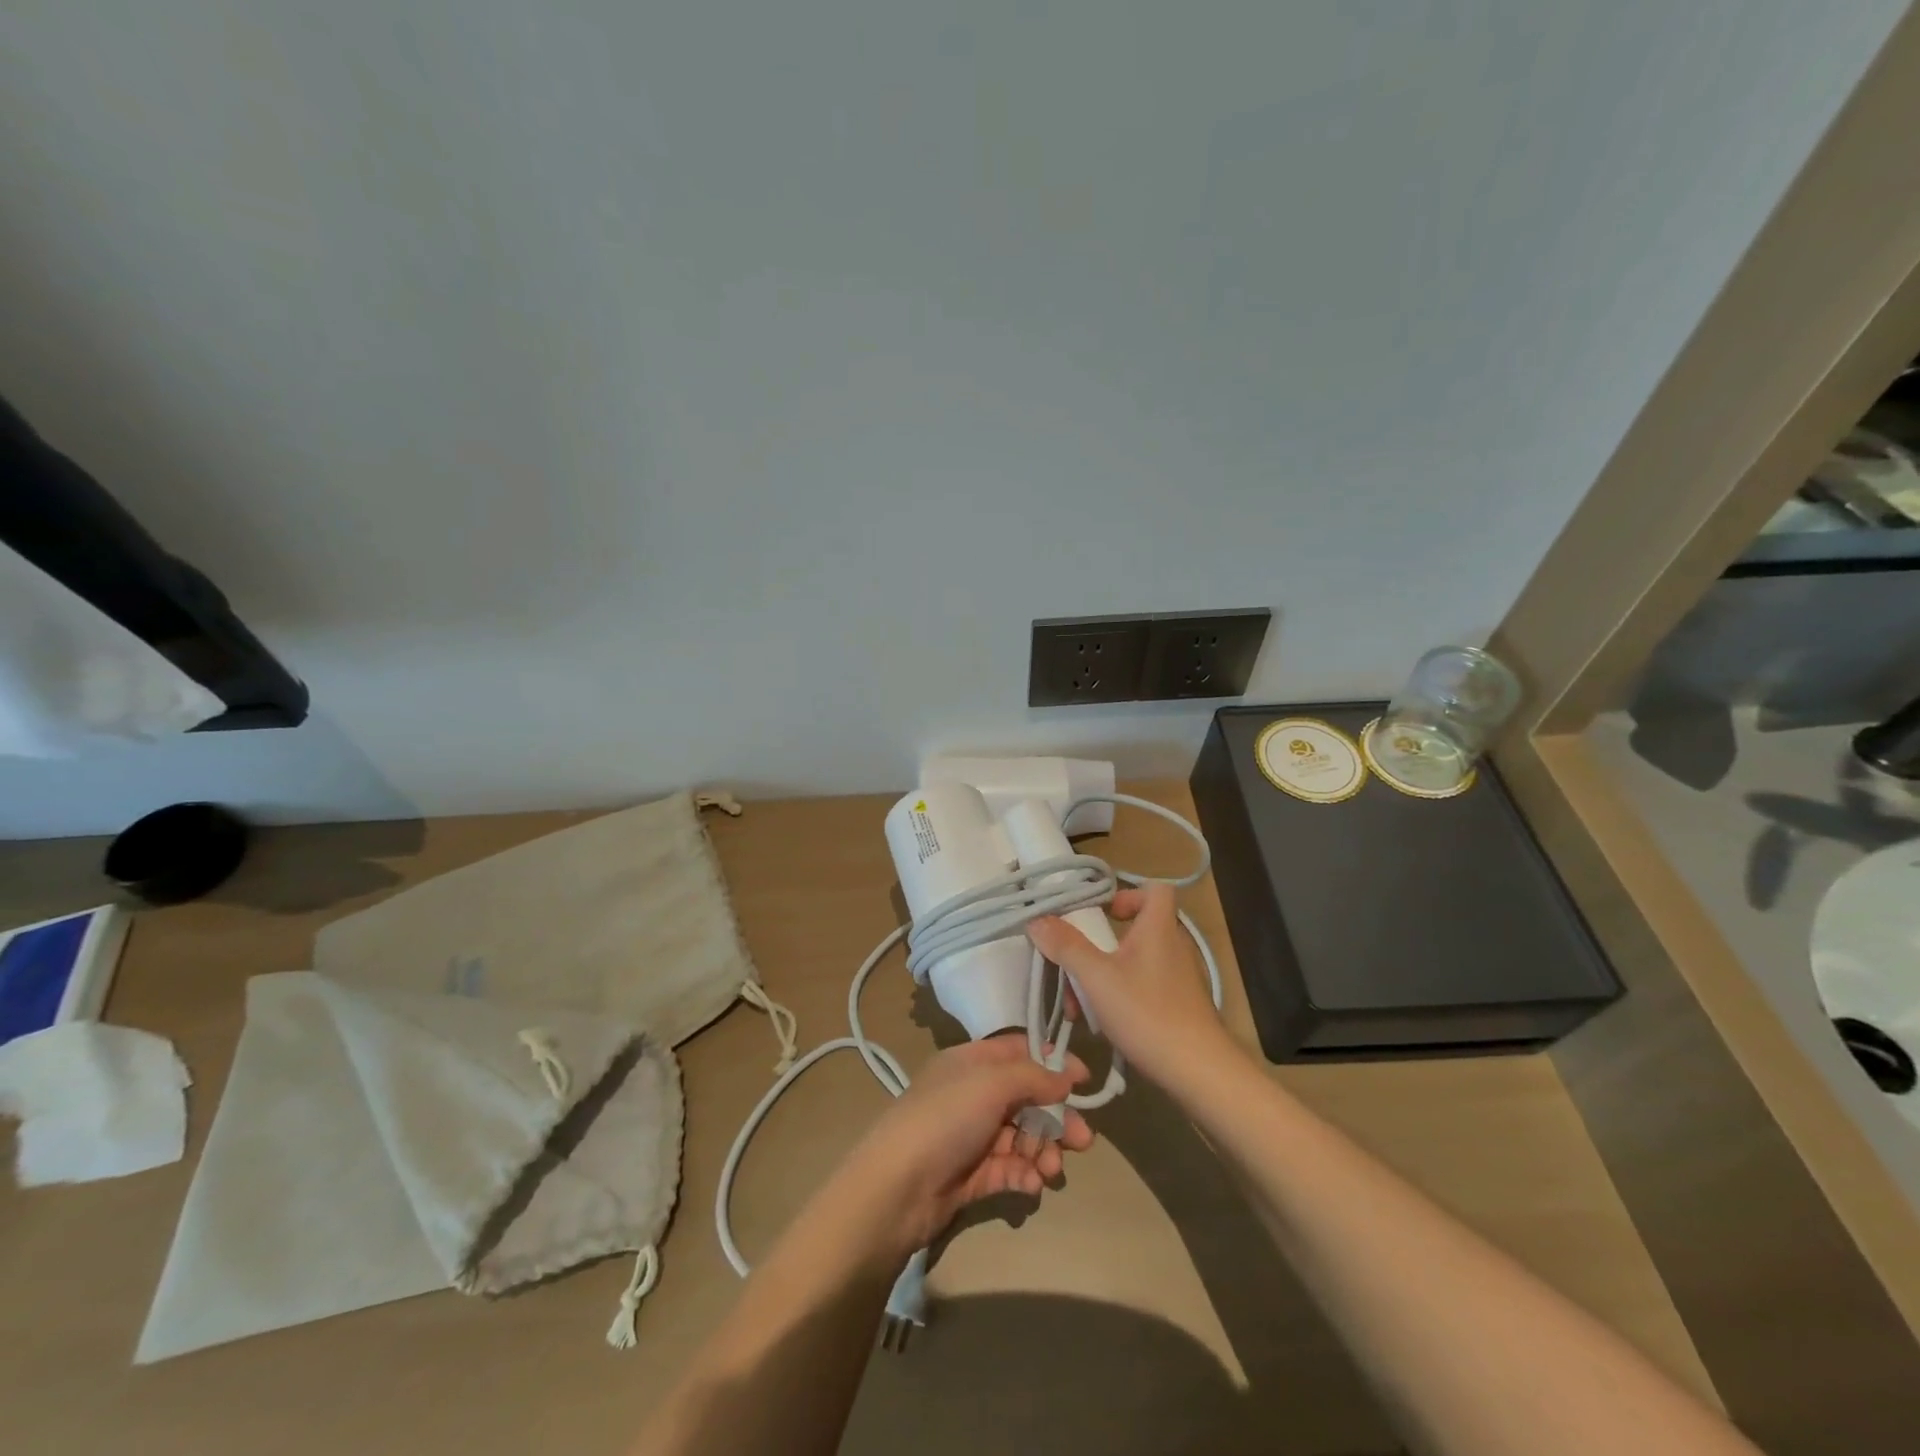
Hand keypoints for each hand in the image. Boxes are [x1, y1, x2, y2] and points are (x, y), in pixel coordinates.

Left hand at [834, 1036, 1093, 1256]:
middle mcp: (973, 1094)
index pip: (1018, 1052)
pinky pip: (1010, 1169)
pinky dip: (1025, 1175)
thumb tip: (1067, 1077)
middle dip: (1056, 1117)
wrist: (897, 1188)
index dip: (1052, 1062)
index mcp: (971, 1062)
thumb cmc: (945, 1118)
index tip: (1084, 1081)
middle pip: (1027, 1098)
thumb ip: (1033, 1077)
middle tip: (1083, 1140)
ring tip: (1052, 1170)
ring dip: (1043, 1151)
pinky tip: (1032, 1185)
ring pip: (1022, 1137)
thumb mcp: (990, 1083)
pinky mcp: (974, 1175)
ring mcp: (973, 1136)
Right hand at [1027, 883, 1231, 1091]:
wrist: (1199, 1072)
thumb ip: (1067, 947)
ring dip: (1101, 976)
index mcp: (1158, 928)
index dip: (1126, 893)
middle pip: (1133, 929)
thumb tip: (1037, 919)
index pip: (1154, 889)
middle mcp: (1171, 946)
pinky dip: (1118, 995)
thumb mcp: (1097, 978)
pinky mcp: (1177, 1004)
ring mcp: (1177, 977)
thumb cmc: (1148, 1013)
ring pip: (1132, 962)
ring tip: (1077, 1005)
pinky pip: (1141, 985)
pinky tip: (1100, 1022)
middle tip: (1073, 965)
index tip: (1100, 913)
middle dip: (1097, 945)